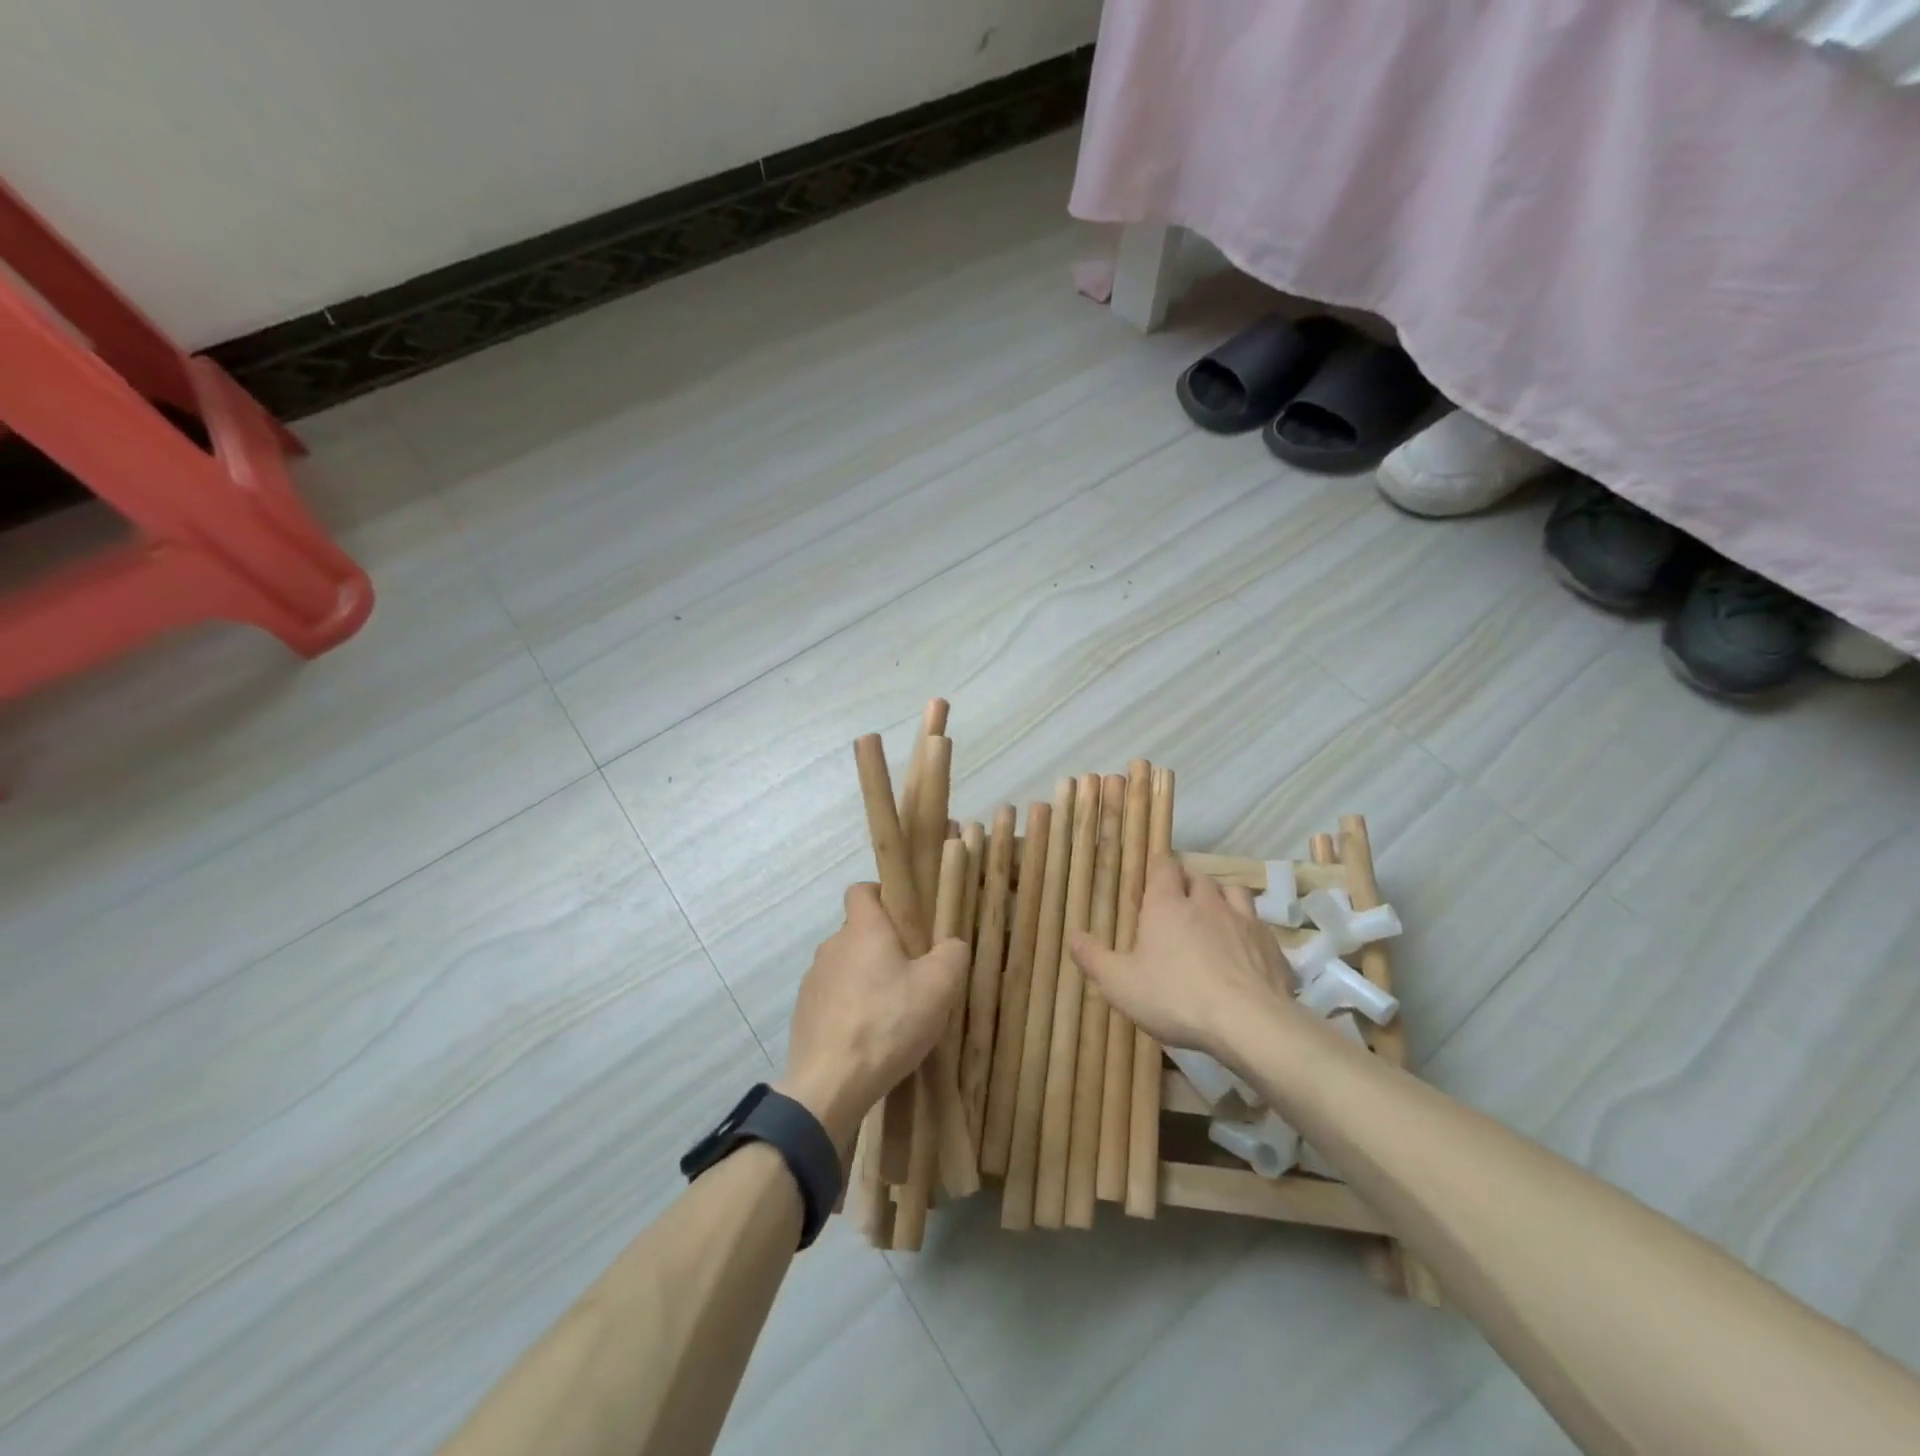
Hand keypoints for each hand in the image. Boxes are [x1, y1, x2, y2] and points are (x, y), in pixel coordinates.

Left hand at [776, 883, 968, 1152]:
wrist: (829, 1086)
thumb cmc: (887, 1024)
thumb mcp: (939, 987)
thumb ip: (952, 954)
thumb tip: (951, 944)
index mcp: (862, 930)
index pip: (862, 890)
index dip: (884, 896)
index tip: (907, 920)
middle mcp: (832, 946)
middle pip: (859, 932)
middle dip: (884, 947)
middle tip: (914, 975)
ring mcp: (813, 982)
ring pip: (846, 967)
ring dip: (867, 980)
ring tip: (893, 1013)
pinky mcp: (804, 1014)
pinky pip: (833, 999)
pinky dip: (850, 1009)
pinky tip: (870, 1038)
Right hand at [1069, 858, 1288, 1059]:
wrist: (1248, 1022)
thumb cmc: (1174, 997)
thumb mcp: (1120, 984)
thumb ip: (1093, 958)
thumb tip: (1072, 935)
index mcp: (1167, 904)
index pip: (1164, 866)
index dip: (1160, 867)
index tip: (1154, 875)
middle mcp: (1206, 902)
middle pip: (1199, 876)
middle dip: (1189, 882)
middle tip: (1180, 900)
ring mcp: (1243, 920)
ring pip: (1233, 892)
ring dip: (1222, 898)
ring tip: (1215, 915)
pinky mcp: (1271, 945)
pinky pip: (1259, 925)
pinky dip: (1249, 930)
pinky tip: (1246, 950)